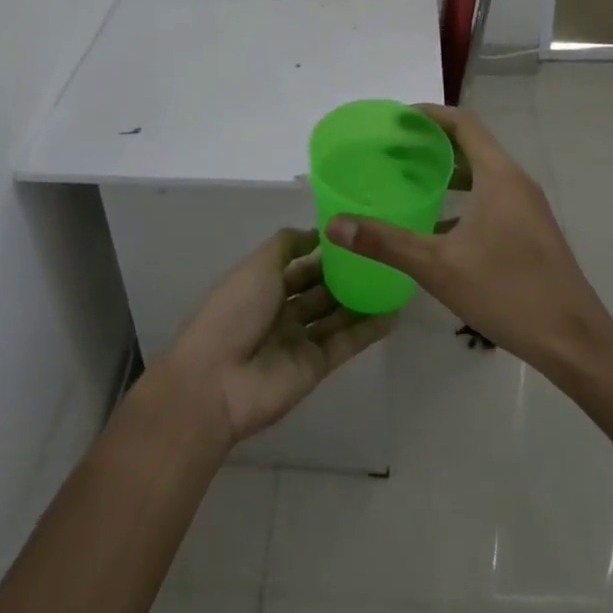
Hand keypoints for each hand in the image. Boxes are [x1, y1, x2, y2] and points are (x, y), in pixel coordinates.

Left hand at [161, 229, 392, 443]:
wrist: (217, 381)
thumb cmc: (234, 312)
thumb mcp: (257, 265)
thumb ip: (286, 245)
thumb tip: (315, 232)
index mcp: (264, 285)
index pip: (300, 265)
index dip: (324, 252)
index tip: (355, 235)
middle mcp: (283, 311)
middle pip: (320, 289)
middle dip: (346, 274)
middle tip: (382, 255)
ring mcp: (300, 340)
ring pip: (337, 315)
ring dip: (362, 300)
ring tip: (395, 279)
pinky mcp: (316, 366)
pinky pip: (346, 343)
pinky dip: (368, 329)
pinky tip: (394, 313)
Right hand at [326, 105, 612, 379]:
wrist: (575, 342)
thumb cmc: (507, 292)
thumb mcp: (437, 266)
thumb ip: (385, 242)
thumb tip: (334, 225)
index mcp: (499, 176)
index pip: (464, 123)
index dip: (430, 114)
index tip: (397, 119)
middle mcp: (517, 182)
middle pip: (474, 144)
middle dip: (434, 142)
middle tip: (395, 149)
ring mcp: (528, 208)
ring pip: (485, 173)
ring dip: (450, 170)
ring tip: (412, 179)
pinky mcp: (532, 231)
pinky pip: (494, 196)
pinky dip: (465, 195)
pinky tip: (439, 224)